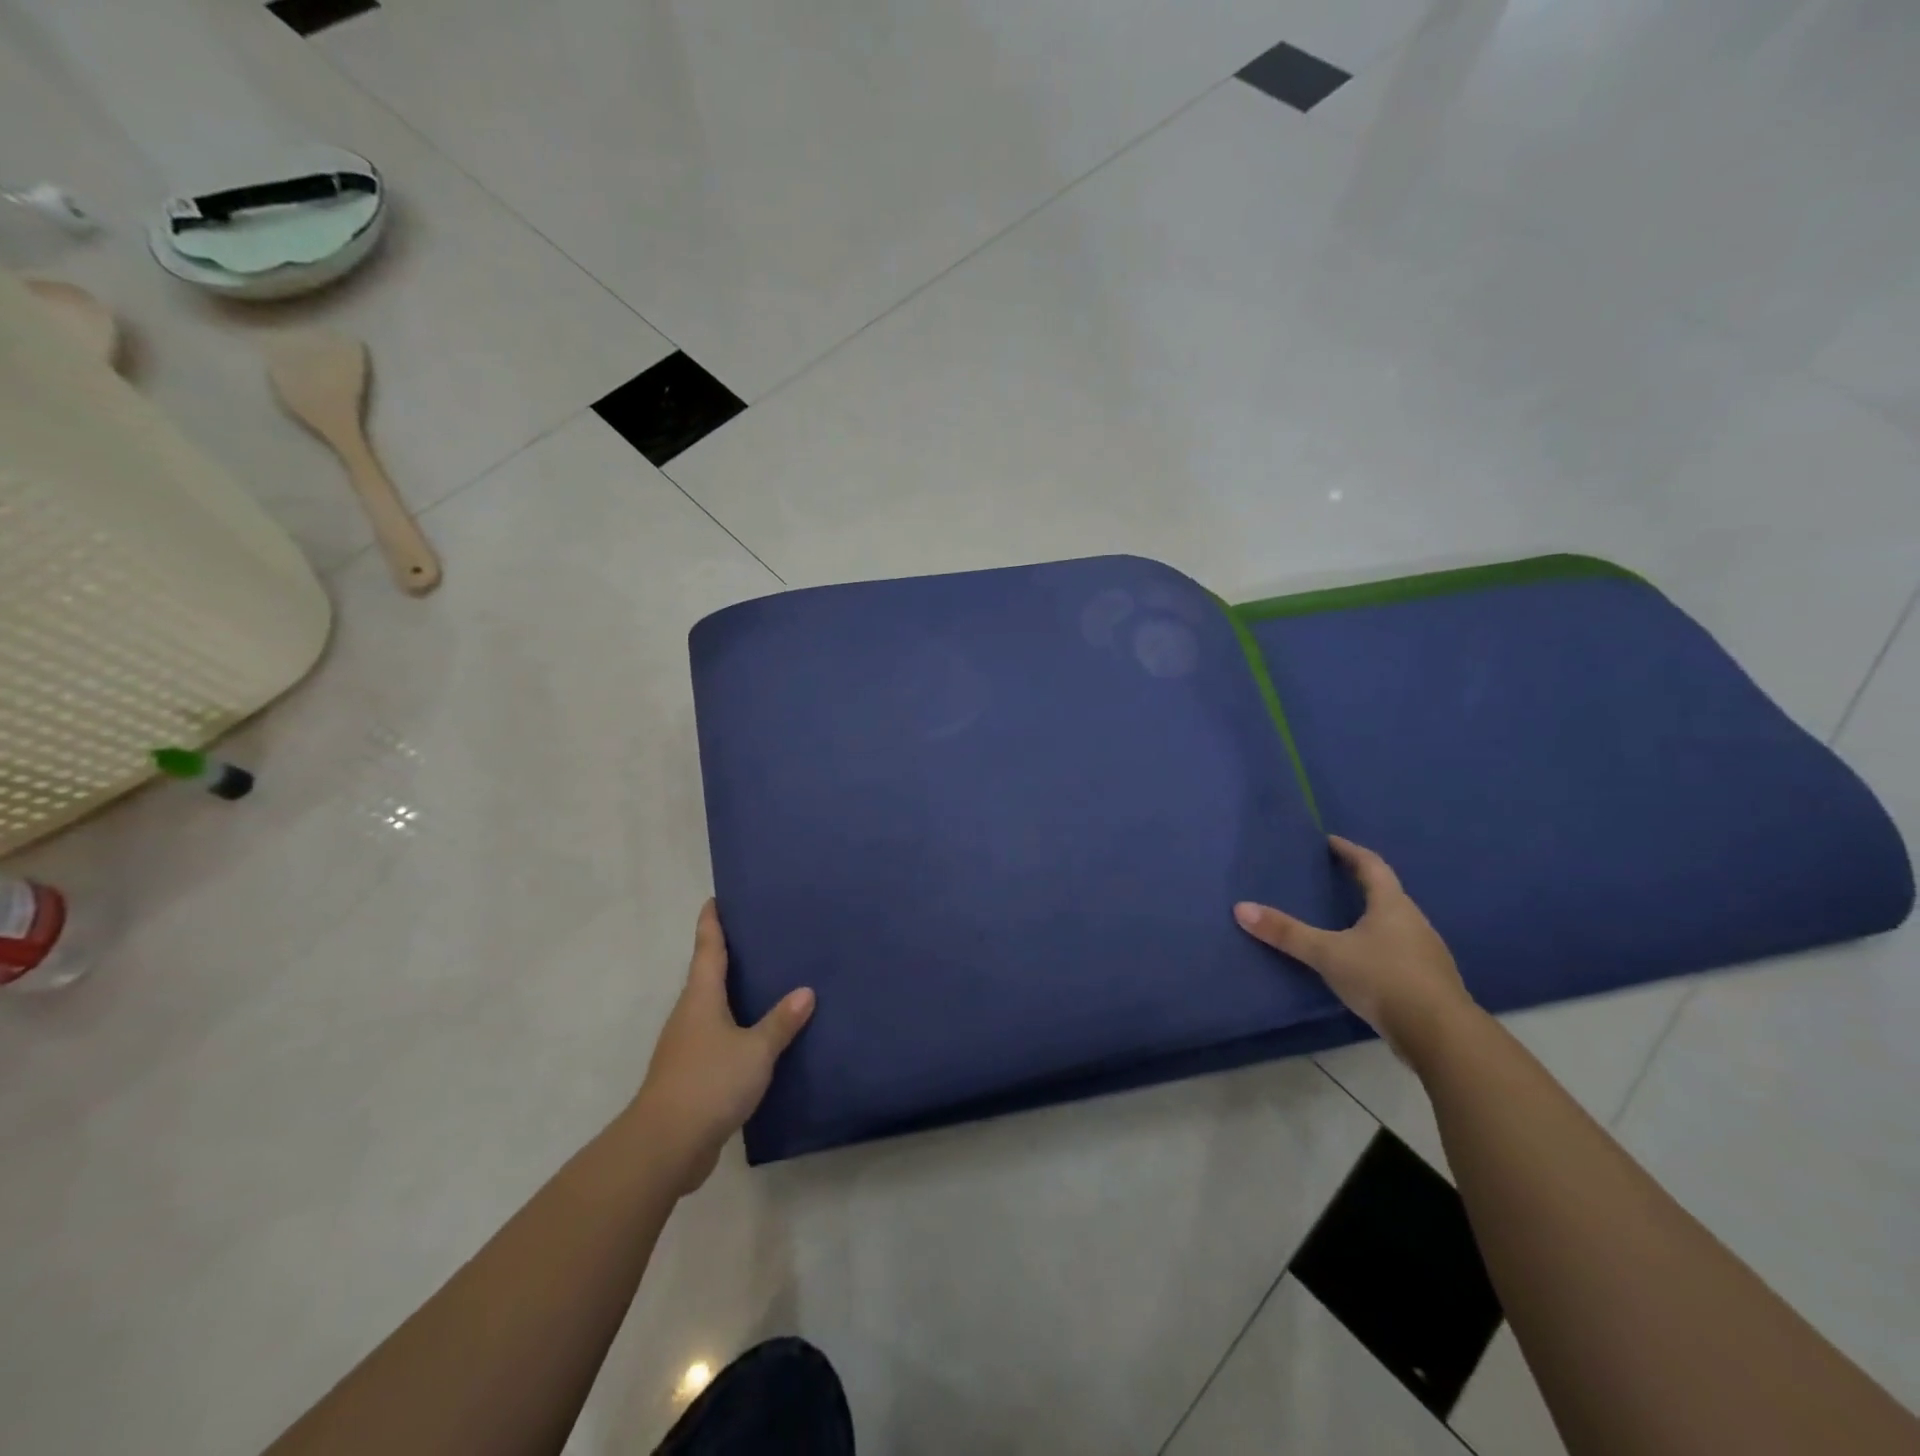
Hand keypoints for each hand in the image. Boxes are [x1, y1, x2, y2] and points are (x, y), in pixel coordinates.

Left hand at [630, 900, 814, 1193]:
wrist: (666, 1145)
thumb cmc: (710, 1082)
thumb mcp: (755, 1050)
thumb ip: (781, 1021)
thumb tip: (806, 991)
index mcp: (701, 998)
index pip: (706, 948)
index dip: (711, 923)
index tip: (715, 899)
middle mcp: (689, 1015)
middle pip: (706, 975)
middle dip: (725, 955)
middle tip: (756, 936)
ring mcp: (686, 1046)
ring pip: (711, 1008)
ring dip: (730, 993)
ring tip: (764, 981)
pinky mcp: (690, 1075)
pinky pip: (716, 1038)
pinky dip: (734, 1028)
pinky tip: (756, 1036)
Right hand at [1234, 836, 1473, 1061]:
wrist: (1440, 1034)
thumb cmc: (1383, 978)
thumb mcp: (1327, 953)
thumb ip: (1286, 933)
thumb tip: (1241, 908)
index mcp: (1393, 905)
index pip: (1372, 865)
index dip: (1350, 851)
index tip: (1330, 842)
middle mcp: (1414, 922)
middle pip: (1387, 893)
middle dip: (1361, 883)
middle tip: (1333, 878)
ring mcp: (1426, 953)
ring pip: (1395, 924)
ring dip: (1372, 917)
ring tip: (1344, 919)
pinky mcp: (1428, 981)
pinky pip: (1400, 952)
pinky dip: (1379, 947)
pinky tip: (1363, 962)